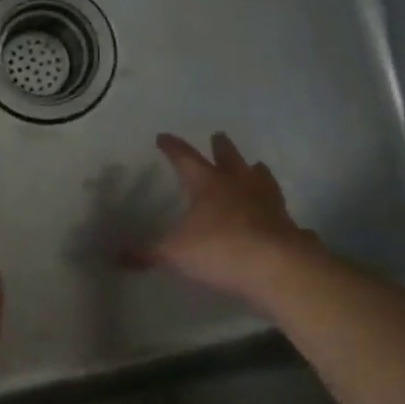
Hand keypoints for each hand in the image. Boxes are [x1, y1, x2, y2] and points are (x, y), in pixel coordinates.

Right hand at [129, 133, 318, 303]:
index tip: (163, 137)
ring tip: (255, 165)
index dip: (172, 148)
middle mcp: (238, 185)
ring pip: (260, 177)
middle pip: (229, 159)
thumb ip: (147, 253)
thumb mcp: (174, 253)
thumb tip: (118, 256)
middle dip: (221, 148)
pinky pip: (279, 209)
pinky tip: (276, 212)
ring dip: (254, 170)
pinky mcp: (286, 223)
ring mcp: (266, 202)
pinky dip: (274, 207)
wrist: (276, 267)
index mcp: (207, 184)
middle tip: (218, 136)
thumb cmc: (218, 249)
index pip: (185, 158)